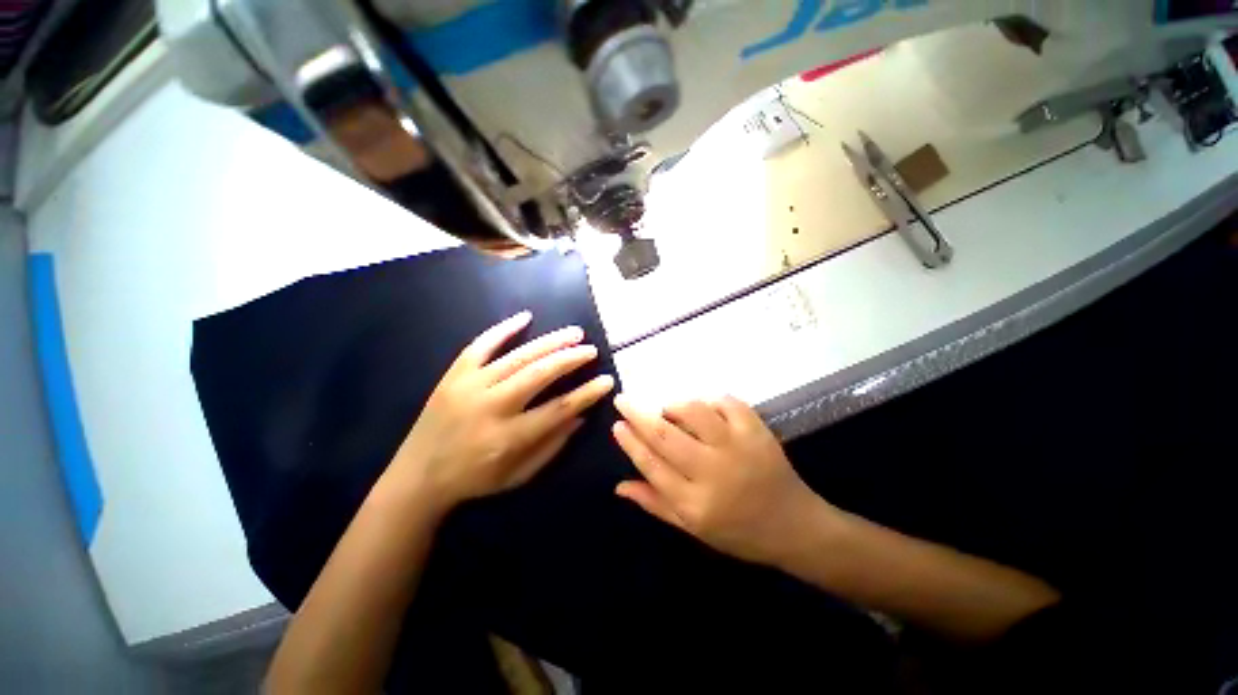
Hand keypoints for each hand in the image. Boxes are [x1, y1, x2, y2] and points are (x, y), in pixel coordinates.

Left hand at [392, 311, 614, 510]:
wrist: (417, 477)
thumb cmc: (474, 480)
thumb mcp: (518, 475)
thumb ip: (552, 446)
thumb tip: (580, 416)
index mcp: (508, 437)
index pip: (558, 408)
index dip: (587, 393)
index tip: (607, 380)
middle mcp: (491, 407)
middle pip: (539, 374)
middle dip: (570, 359)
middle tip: (591, 349)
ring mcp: (469, 387)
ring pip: (517, 357)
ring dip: (549, 342)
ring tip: (574, 332)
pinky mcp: (453, 376)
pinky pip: (480, 346)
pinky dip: (503, 329)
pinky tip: (526, 317)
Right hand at [612, 395, 836, 567]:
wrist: (795, 526)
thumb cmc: (738, 532)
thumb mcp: (693, 528)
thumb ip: (655, 503)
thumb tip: (619, 485)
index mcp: (695, 502)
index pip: (651, 464)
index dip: (630, 442)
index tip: (617, 425)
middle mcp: (713, 472)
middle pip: (665, 435)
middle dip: (638, 414)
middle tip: (623, 399)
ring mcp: (737, 447)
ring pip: (694, 412)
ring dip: (674, 406)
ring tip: (668, 410)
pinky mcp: (757, 431)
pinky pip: (726, 402)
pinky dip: (711, 401)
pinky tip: (705, 409)